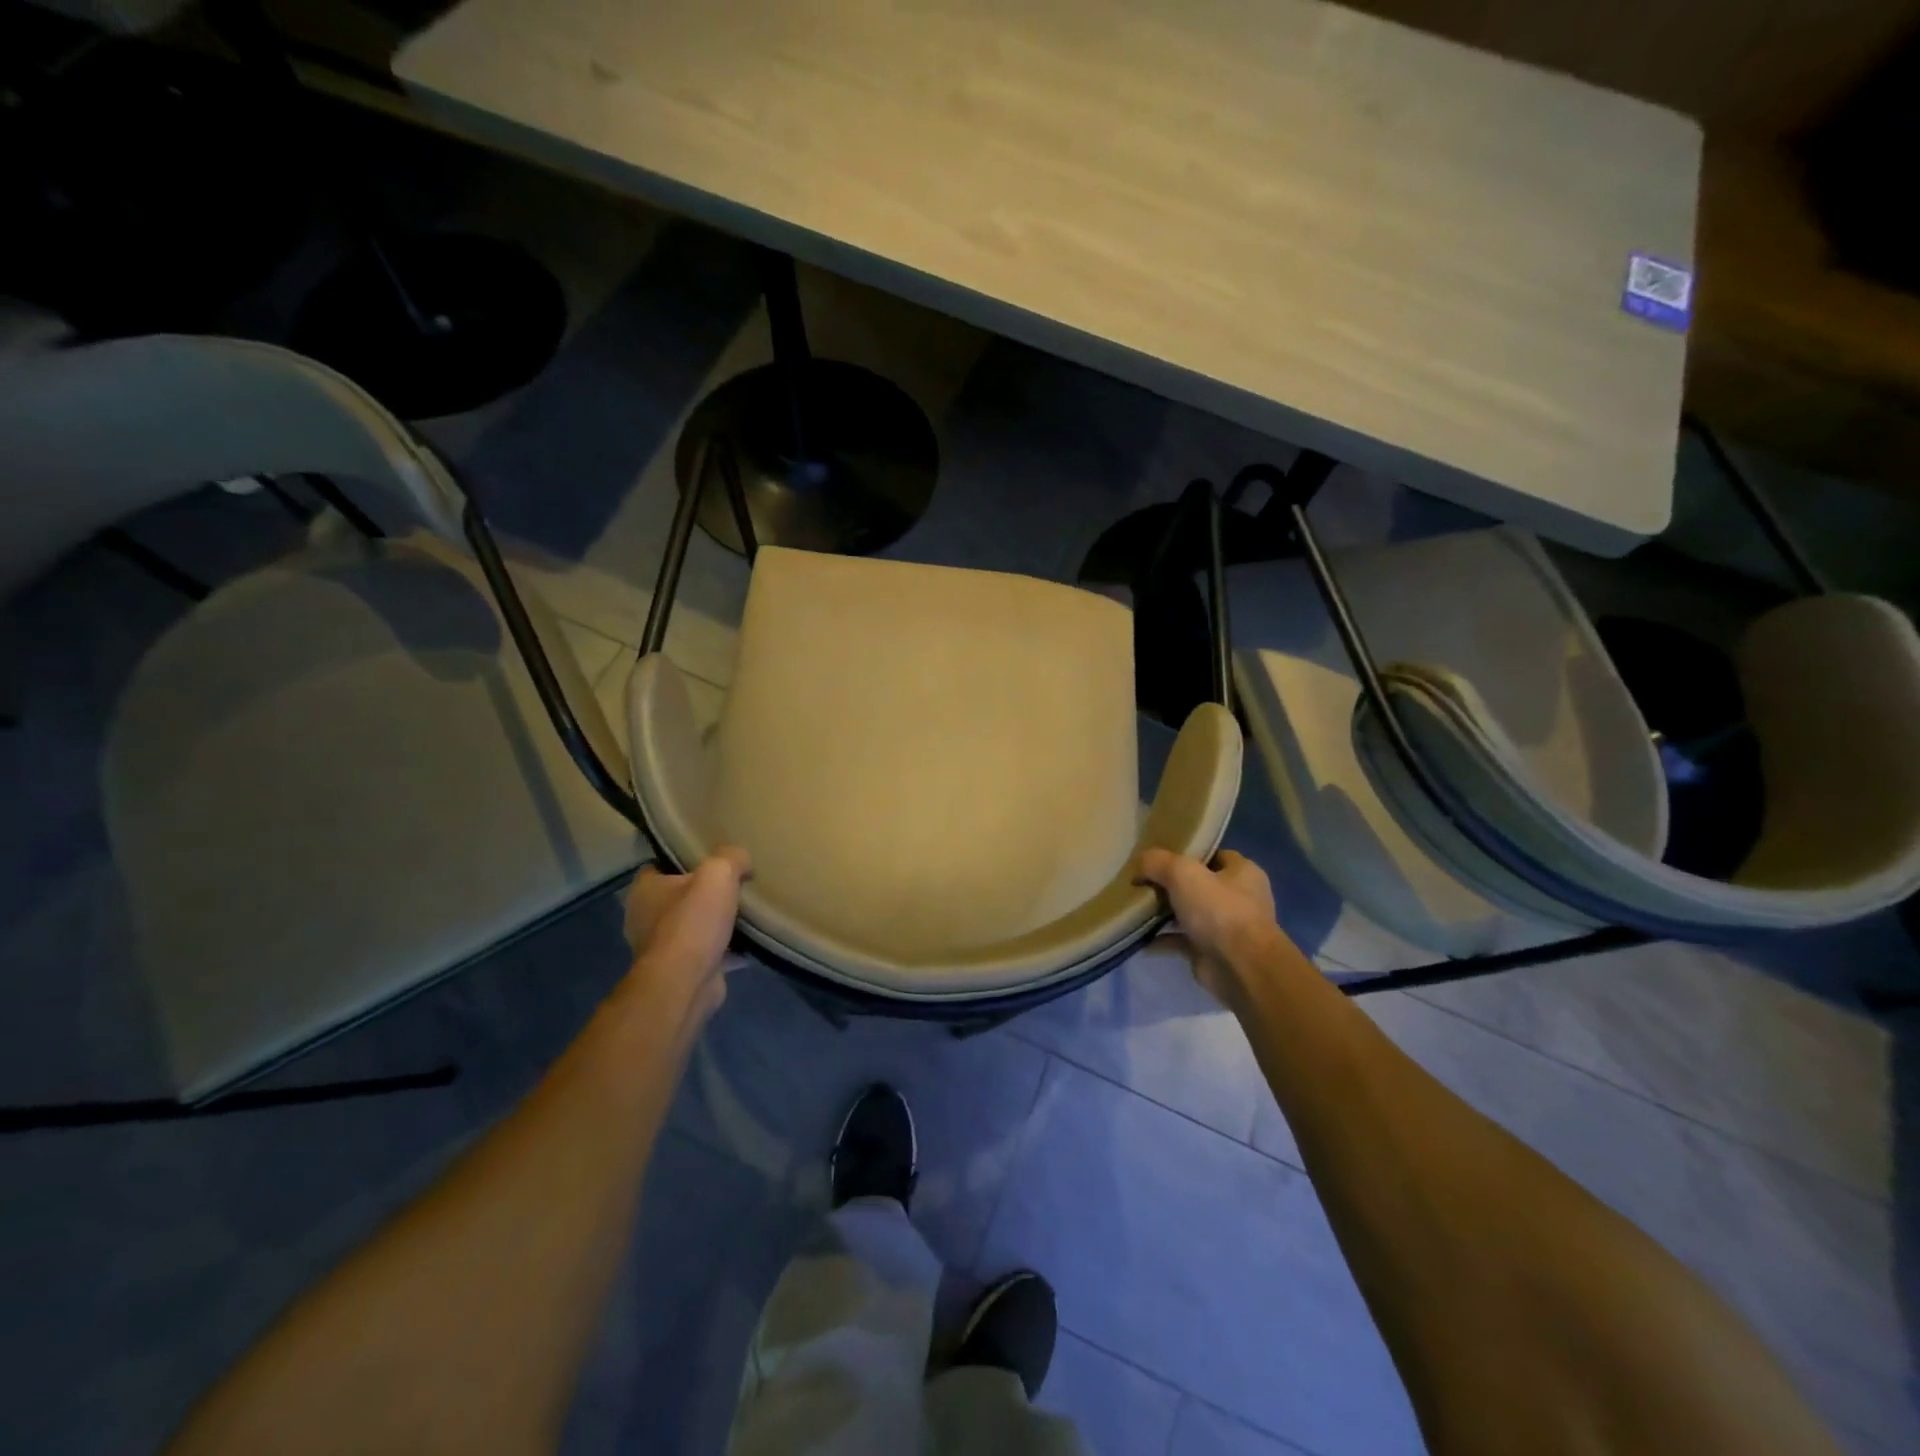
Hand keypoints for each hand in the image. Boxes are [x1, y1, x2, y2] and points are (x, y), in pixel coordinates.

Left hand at [623, 847, 750, 1015]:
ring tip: (744, 913)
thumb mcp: (718, 874)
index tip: (708, 857)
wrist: (686, 983)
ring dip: (713, 924)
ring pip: (692, 927)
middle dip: (702, 894)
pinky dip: (725, 950)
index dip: (681, 860)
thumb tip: (742, 859)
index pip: (658, 866)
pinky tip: (749, 943)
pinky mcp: (680, 972)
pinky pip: (706, 953)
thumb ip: (731, 858)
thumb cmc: (692, 922)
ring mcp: (661, 948)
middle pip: (678, 897)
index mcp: (644, 890)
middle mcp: (645, 918)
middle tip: (733, 884)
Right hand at [1136, 848, 1282, 1007]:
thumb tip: (1140, 864)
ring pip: (1188, 913)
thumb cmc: (1219, 910)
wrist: (1240, 968)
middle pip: (1198, 885)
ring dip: (1164, 913)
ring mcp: (1225, 927)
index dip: (1187, 854)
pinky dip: (1161, 940)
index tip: (1158, 858)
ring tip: (1135, 907)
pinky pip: (1181, 941)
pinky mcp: (1211, 952)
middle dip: (1170, 885)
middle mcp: (1238, 898)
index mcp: (1242, 872)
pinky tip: (1138, 937)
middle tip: (1142, 882)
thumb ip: (1158, 862)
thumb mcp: (1182, 873)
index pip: (1213, 855)